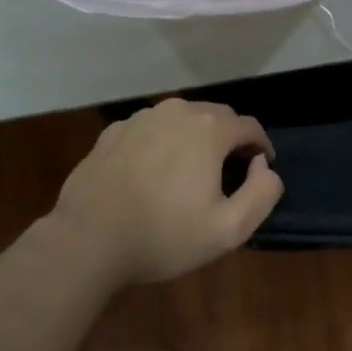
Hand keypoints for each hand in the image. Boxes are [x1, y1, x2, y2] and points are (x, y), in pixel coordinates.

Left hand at [50, 98, 283, 284]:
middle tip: (229, 171)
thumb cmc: (164, 235)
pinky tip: (153, 172)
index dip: (261, 146)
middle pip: (216, 116)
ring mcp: (141, 118)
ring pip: (181, 119)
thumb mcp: (229, 229)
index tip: (261, 169)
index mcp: (209, 128)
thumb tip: (263, 166)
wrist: (88, 240)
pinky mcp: (113, 131)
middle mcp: (177, 111)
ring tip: (191, 170)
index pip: (250, 126)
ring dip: (195, 138)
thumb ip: (262, 192)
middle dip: (229, 139)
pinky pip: (151, 129)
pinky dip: (162, 143)